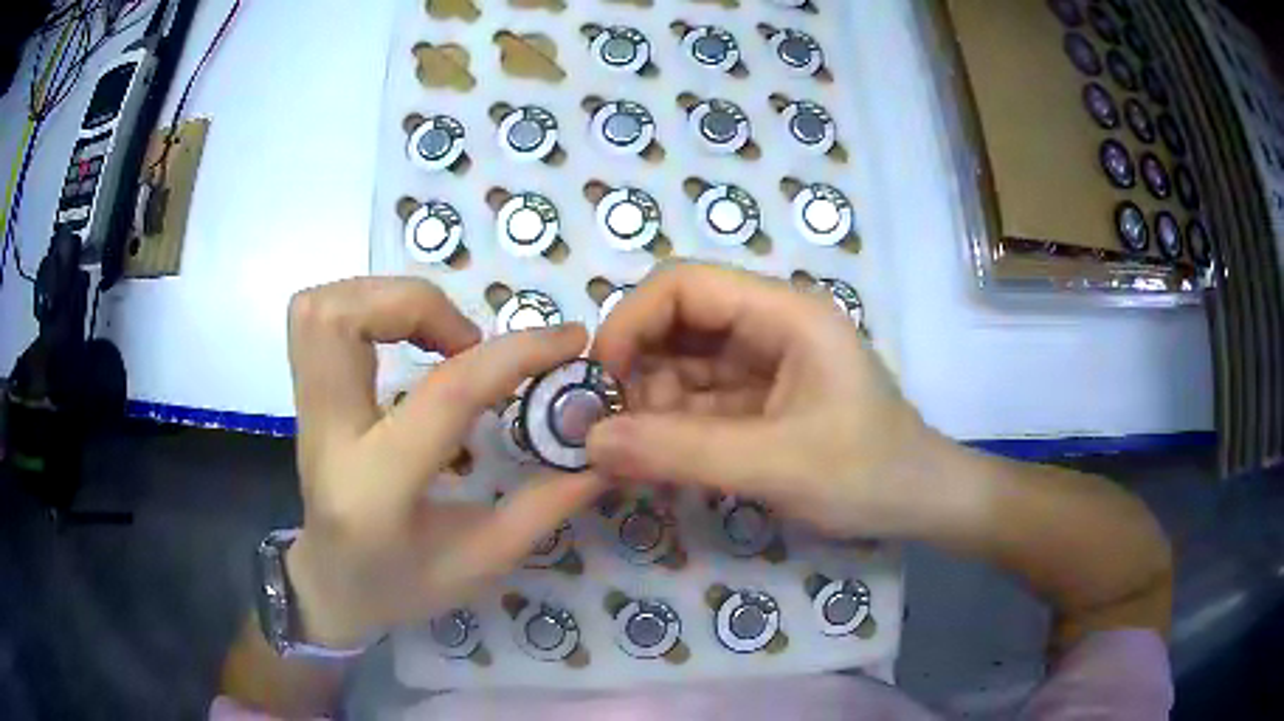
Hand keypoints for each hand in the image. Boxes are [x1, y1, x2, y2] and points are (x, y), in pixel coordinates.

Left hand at [283, 278, 600, 648]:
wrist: (329, 586)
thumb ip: (542, 507)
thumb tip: (598, 452)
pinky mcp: (304, 395)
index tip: (567, 339)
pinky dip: (366, 306)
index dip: (514, 354)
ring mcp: (306, 410)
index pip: (445, 393)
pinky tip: (405, 341)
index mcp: (377, 488)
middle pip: (341, 318)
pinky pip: (318, 316)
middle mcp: (327, 435)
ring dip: (386, 299)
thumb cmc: (400, 586)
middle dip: (415, 303)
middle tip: (465, 339)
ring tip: (435, 335)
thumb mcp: (480, 561)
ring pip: (319, 307)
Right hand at [587, 264, 947, 538]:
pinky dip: (670, 427)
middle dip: (637, 370)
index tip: (601, 380)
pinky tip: (655, 461)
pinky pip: (698, 401)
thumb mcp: (776, 464)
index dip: (632, 320)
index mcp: (785, 314)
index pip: (685, 285)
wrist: (920, 504)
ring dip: (649, 405)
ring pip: (681, 365)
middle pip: (677, 322)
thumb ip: (681, 452)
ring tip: (632, 456)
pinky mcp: (759, 401)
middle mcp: (770, 327)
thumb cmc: (868, 475)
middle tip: (612, 430)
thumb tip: (590, 441)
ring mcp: (764, 365)